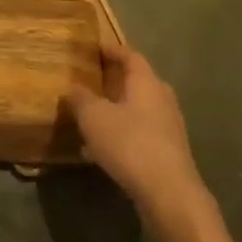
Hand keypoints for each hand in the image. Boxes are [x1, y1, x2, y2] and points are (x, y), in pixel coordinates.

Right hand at [64, 43, 205, 216]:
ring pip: (139, 110)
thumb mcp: (94, 117)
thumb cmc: (130, 144)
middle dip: (116, 80)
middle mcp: (162, 99)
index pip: (130, 56)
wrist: (169, 194)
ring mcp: (169, 127)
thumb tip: (72, 88)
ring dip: (118, 110)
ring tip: (93, 117)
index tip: (95, 48)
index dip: (112, 50)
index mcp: (146, 82)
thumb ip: (80, 99)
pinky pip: (141, 133)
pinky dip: (123, 134)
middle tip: (93, 80)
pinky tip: (103, 150)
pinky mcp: (169, 153)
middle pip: (139, 82)